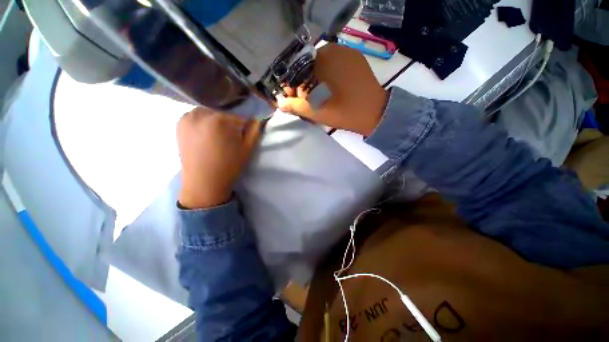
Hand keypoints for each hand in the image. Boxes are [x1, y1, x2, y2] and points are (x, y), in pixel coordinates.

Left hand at [177, 108, 261, 208]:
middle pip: (223, 110)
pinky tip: (208, 133)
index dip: (246, 121)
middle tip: (233, 132)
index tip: (248, 128)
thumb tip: (259, 116)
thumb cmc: (229, 166)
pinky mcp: (179, 123)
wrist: (204, 182)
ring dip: (217, 118)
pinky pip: (197, 115)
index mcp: (219, 119)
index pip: (239, 113)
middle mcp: (200, 113)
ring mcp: (187, 117)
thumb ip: (255, 129)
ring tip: (220, 133)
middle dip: (231, 119)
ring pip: (209, 111)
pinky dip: (204, 120)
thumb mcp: (248, 148)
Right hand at [277, 44, 387, 135]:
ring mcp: (345, 51)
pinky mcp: (355, 57)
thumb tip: (279, 103)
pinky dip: (329, 73)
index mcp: (319, 61)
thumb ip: (295, 106)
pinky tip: (332, 87)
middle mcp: (331, 49)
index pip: (296, 70)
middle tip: (307, 99)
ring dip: (316, 78)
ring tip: (320, 94)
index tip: (295, 98)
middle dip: (304, 82)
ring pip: (321, 63)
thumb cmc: (342, 112)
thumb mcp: (315, 111)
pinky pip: (335, 62)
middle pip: (308, 65)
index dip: (292, 85)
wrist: (373, 113)